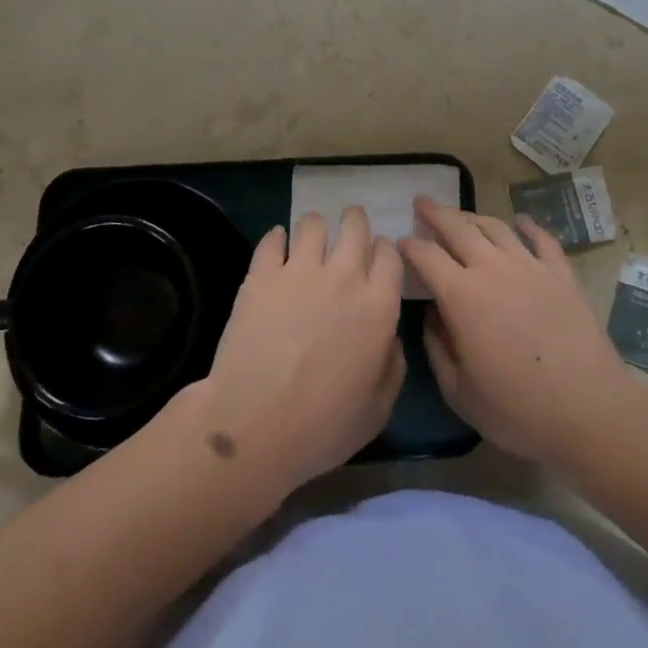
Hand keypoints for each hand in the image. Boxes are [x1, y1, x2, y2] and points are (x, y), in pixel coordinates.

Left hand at [193, 207, 405, 495]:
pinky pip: (272, 240)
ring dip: (316, 226)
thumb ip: (392, 365)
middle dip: (355, 221)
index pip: (389, 255)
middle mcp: (344, 277)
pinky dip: (277, 238)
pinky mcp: (261, 275)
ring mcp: (300, 271)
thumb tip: (390, 338)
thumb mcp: (378, 408)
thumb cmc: (323, 426)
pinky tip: (277, 244)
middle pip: (355, 227)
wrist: (255, 425)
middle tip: (349, 225)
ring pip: (313, 224)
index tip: (379, 253)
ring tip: (311, 235)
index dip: (385, 250)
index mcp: (378, 305)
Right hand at [400, 198, 645, 467]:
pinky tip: (521, 222)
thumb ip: (437, 348)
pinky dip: (528, 226)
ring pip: (496, 227)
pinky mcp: (561, 273)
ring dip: (474, 217)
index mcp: (461, 295)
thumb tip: (433, 315)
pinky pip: (541, 239)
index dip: (409, 246)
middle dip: (435, 213)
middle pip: (458, 227)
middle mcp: (492, 268)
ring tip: (463, 216)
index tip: (400, 243)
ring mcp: (530, 266)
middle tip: (422, 202)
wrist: (587, 409)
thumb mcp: (459, 392)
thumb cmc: (517, 409)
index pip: (426, 255)